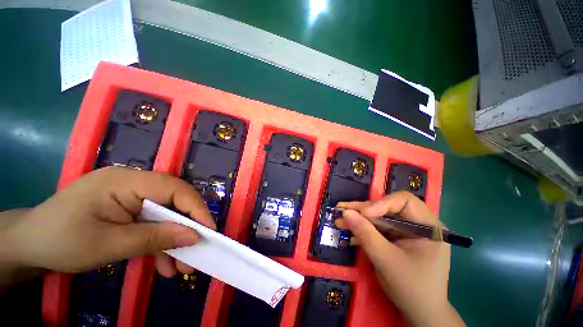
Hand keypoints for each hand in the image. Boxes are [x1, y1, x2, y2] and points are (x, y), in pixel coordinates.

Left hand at [0, 167, 215, 286]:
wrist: (29, 244)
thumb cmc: (60, 241)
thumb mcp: (108, 245)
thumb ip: (154, 239)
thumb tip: (194, 237)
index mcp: (126, 181)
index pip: (175, 189)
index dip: (196, 209)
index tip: (208, 232)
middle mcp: (134, 183)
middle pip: (174, 201)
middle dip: (186, 228)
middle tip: (195, 254)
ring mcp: (131, 195)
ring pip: (165, 214)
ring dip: (174, 240)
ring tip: (179, 267)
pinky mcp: (128, 207)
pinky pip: (152, 221)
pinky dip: (159, 242)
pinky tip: (162, 263)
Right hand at [336, 191, 464, 326]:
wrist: (420, 313)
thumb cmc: (412, 288)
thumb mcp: (387, 261)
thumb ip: (366, 234)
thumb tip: (345, 212)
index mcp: (428, 226)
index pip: (404, 201)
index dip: (381, 203)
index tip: (362, 213)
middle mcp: (418, 224)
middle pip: (387, 208)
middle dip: (362, 211)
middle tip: (341, 211)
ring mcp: (406, 231)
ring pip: (378, 217)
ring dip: (359, 220)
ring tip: (339, 221)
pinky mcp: (396, 238)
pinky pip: (377, 228)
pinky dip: (363, 230)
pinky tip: (349, 233)